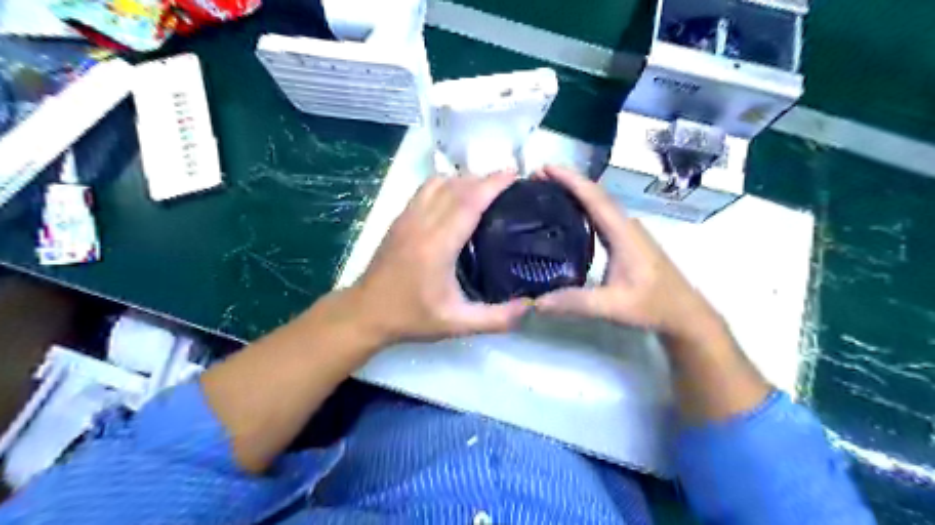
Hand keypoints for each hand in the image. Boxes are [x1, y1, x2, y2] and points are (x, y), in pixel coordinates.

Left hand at [347, 170, 529, 346]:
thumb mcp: (456, 324)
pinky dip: (445, 184)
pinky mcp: (399, 219)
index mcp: (437, 244)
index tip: (515, 175)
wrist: (366, 313)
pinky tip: (455, 196)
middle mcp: (422, 223)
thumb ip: (496, 318)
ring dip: (464, 179)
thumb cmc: (411, 317)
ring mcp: (407, 217)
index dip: (493, 184)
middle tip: (509, 183)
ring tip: (484, 189)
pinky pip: (425, 189)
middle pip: (456, 186)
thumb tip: (531, 306)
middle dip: (484, 178)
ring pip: (438, 182)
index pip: (469, 201)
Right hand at [529, 167, 716, 341]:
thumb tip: (535, 302)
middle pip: (595, 195)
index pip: (594, 197)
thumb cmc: (654, 306)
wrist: (685, 314)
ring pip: (598, 204)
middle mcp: (626, 225)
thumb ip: (575, 303)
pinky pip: (600, 217)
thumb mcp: (613, 307)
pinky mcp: (627, 242)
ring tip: (546, 192)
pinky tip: (567, 218)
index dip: (569, 180)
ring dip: (574, 194)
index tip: (544, 169)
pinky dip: (581, 209)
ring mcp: (628, 233)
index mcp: (623, 233)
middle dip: (566, 182)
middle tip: (536, 179)